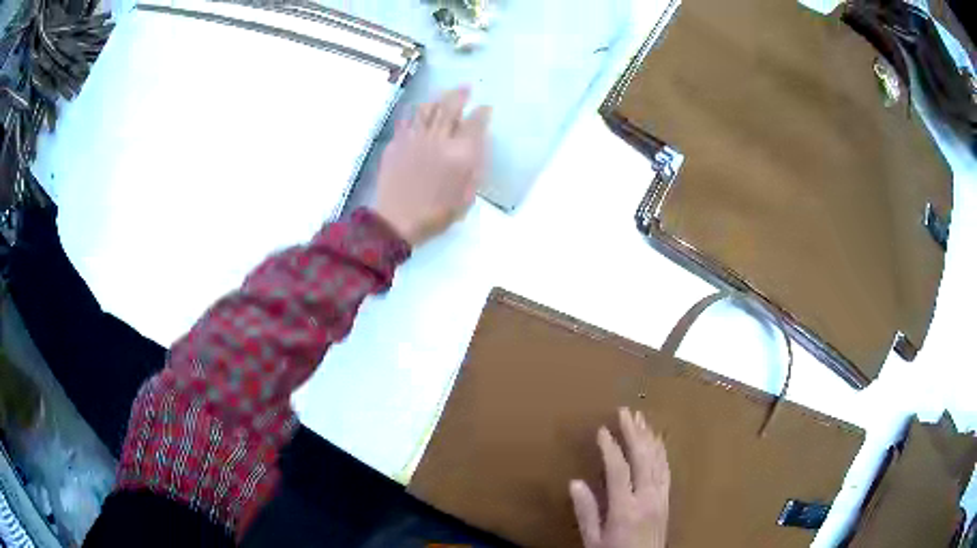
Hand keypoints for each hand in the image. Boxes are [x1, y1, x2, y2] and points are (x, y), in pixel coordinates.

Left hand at [374, 86, 491, 245]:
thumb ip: (474, 169)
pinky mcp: (397, 143)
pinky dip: (415, 114)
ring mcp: (415, 138)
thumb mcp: (466, 197)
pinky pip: (407, 121)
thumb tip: (477, 148)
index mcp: (461, 154)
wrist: (397, 220)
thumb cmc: (436, 214)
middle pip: (450, 108)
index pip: (475, 124)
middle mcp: (439, 139)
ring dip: (437, 99)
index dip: (482, 112)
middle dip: (460, 95)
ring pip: (427, 109)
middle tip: (465, 88)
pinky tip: (418, 113)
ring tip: (442, 96)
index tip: (485, 107)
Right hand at [570, 408, 669, 547]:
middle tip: (625, 411)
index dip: (611, 447)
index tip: (602, 430)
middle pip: (643, 458)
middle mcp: (647, 498)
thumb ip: (586, 512)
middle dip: (634, 432)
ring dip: (649, 437)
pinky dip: (661, 451)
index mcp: (626, 508)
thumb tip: (575, 482)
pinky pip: (666, 470)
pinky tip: (657, 441)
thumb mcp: (593, 540)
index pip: (619, 470)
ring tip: (641, 418)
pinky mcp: (667, 500)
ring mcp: (661, 497)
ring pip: (658, 460)